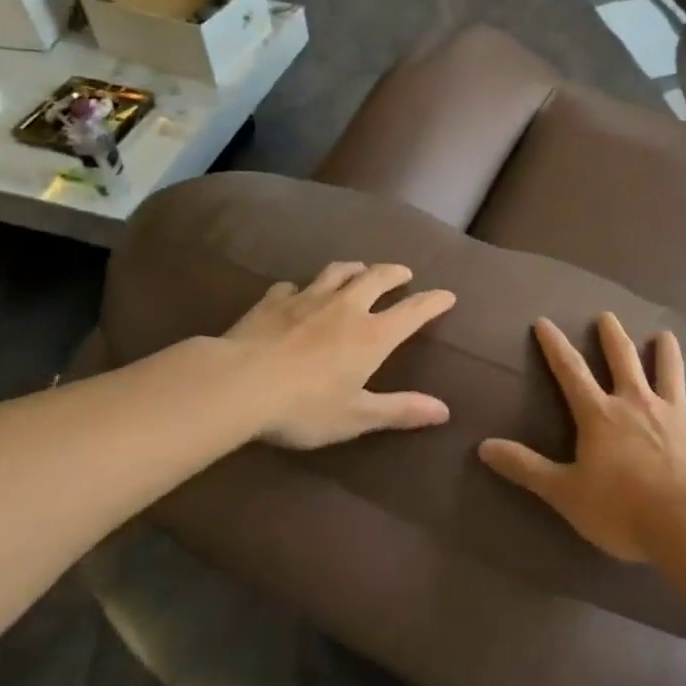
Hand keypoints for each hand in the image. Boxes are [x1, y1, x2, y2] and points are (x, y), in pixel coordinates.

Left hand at [220, 261, 456, 449]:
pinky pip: (292, 286)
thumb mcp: (356, 416)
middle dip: (395, 273)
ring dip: (355, 268)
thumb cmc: (303, 407)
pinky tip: (296, 293)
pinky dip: (301, 288)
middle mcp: (346, 307)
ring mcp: (308, 298)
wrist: (238, 384)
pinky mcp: (274, 301)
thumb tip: (444, 411)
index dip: (433, 301)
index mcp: (372, 335)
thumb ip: (400, 410)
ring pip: (338, 271)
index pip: (413, 311)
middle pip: (377, 277)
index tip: (447, 295)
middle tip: (404, 273)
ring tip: (359, 270)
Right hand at [478, 313, 685, 561]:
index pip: (570, 372)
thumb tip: (483, 446)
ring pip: (669, 371)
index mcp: (600, 415)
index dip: (555, 346)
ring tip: (664, 334)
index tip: (544, 321)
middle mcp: (636, 402)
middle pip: (622, 359)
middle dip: (612, 336)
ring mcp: (675, 412)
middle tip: (607, 316)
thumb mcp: (564, 492)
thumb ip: (525, 467)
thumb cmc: (621, 509)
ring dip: (666, 351)